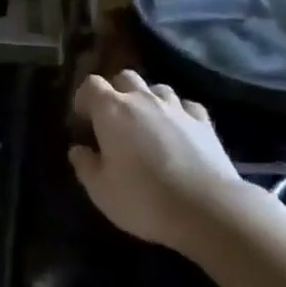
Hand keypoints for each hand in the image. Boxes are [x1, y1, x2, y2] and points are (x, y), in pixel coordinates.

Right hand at [69, 71, 246, 251]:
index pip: (91, 85)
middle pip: (125, 77)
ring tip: (147, 124)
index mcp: (112, 110)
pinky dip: (178, 114)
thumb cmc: (144, 199)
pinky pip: (186, 106)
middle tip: (114, 120)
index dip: (84, 98)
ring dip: (148, 100)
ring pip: (157, 88)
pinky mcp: (204, 121)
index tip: (83, 119)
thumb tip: (78, 150)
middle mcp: (143, 99)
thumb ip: (85, 166)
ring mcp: (176, 107)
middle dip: (116, 92)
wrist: (207, 208)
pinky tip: (179, 131)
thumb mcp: (101, 190)